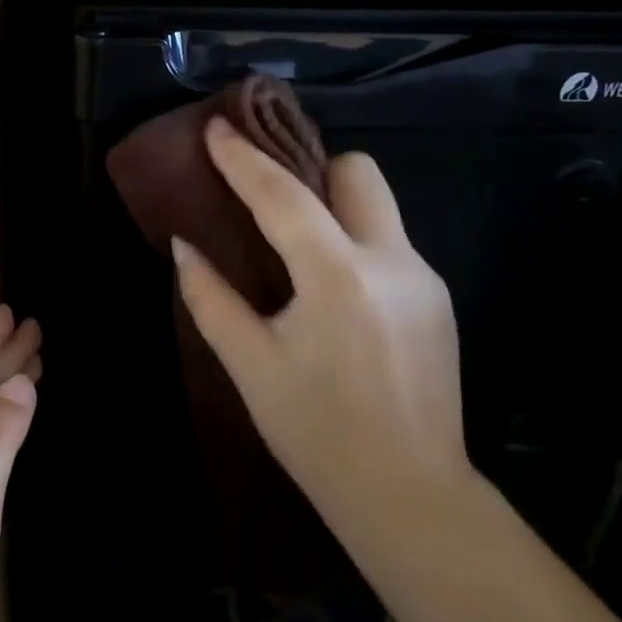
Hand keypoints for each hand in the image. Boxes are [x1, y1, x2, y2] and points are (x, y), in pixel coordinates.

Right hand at [171, 117, 471, 562]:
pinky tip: (331, 296)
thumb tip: (183, 247)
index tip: (217, 128)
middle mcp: (392, 261)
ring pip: (378, 210)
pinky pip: (390, 248)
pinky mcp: (437, 302)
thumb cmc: (316, 433)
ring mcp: (424, 280)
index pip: (283, 196)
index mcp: (338, 276)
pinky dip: (354, 248)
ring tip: (294, 254)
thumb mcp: (251, 365)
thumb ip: (211, 298)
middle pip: (358, 174)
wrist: (408, 494)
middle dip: (312, 172)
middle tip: (271, 202)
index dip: (243, 159)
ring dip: (333, 212)